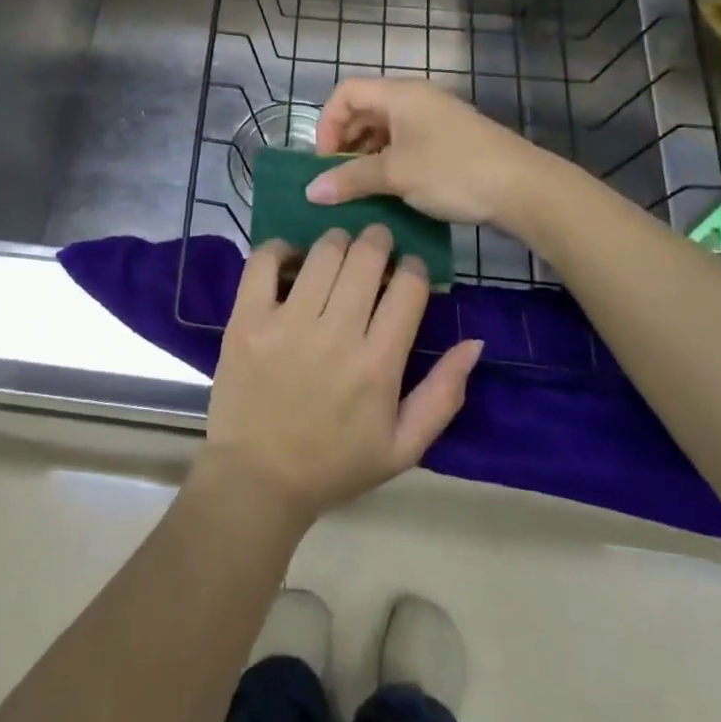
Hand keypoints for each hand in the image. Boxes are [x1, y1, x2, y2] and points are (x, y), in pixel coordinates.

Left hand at [202, 227, 482, 527]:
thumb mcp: (404, 447)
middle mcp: (335, 336)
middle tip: (376, 245)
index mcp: (378, 366)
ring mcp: (286, 324)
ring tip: (338, 250)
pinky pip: (263, 261)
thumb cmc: (335, 464)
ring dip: (336, 241)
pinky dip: (280, 248)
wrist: (257, 480)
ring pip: (322, 253)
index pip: (408, 288)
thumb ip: (444, 394)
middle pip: (366, 258)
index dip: (414, 268)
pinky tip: (291, 259)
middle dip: (378, 241)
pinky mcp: (246, 319)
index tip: (408, 270)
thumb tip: (474, 342)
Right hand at [306, 77, 549, 226]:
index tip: (325, 161)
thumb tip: (310, 191)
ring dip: (366, 155)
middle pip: (365, 109)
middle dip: (345, 142)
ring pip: (386, 129)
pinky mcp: (450, 141)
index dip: (327, 123)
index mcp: (400, 94)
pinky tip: (390, 190)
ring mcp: (436, 119)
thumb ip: (350, 179)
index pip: (346, 92)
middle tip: (339, 178)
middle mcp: (416, 99)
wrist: (524, 189)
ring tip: (361, 188)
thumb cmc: (453, 172)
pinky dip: (389, 161)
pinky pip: (406, 143)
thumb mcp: (396, 175)